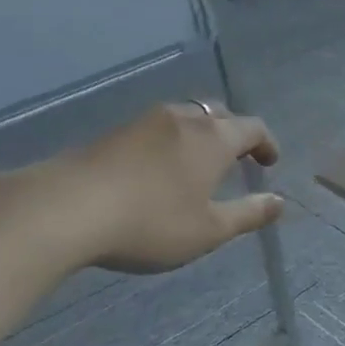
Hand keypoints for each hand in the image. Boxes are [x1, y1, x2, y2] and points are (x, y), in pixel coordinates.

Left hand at [39, 101, 284, 272]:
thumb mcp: (208, 230)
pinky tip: (157, 169)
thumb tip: (280, 202)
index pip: (252, 128)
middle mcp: (184, 119)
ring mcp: (145, 122)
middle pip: (219, 115)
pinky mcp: (112, 132)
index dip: (266, 143)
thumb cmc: (150, 221)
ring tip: (196, 163)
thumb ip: (248, 214)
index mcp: (214, 138)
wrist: (64, 209)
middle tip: (236, 159)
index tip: (269, 162)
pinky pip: (156, 129)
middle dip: (233, 134)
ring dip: (199, 136)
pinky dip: (169, 142)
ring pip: (185, 118)